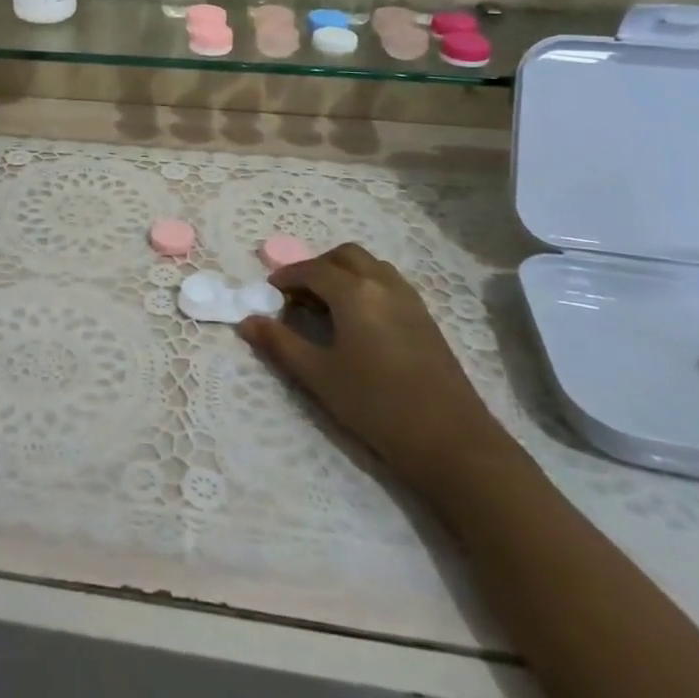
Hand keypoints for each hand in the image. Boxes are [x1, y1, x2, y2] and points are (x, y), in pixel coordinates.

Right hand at [238, 243, 509, 500]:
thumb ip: (280, 344)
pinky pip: (388, 283)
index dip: (286, 277)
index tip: (269, 294)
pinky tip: (359, 322)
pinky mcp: (425, 317)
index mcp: (354, 292)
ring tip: (326, 306)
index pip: (312, 270)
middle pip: (344, 256)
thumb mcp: (318, 376)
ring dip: (344, 273)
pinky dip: (366, 286)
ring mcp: (409, 298)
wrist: (451, 441)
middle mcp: (382, 283)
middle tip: (297, 296)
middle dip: (317, 267)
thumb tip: (247, 321)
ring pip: (370, 266)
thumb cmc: (376, 405)